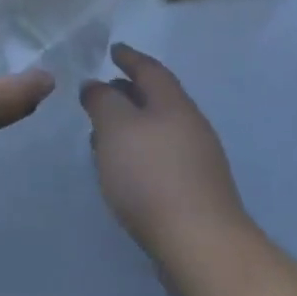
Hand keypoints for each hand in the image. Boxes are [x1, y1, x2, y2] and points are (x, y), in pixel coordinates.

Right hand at [80, 44, 248, 267]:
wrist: (200, 245)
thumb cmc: (151, 175)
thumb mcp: (115, 127)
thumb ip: (102, 101)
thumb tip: (96, 85)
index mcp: (174, 104)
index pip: (150, 70)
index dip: (130, 58)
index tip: (113, 50)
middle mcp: (190, 126)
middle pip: (157, 99)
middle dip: (129, 92)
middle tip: (103, 90)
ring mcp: (197, 161)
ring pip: (158, 130)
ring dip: (132, 125)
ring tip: (103, 132)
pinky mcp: (195, 193)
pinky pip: (161, 158)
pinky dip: (139, 153)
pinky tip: (123, 169)